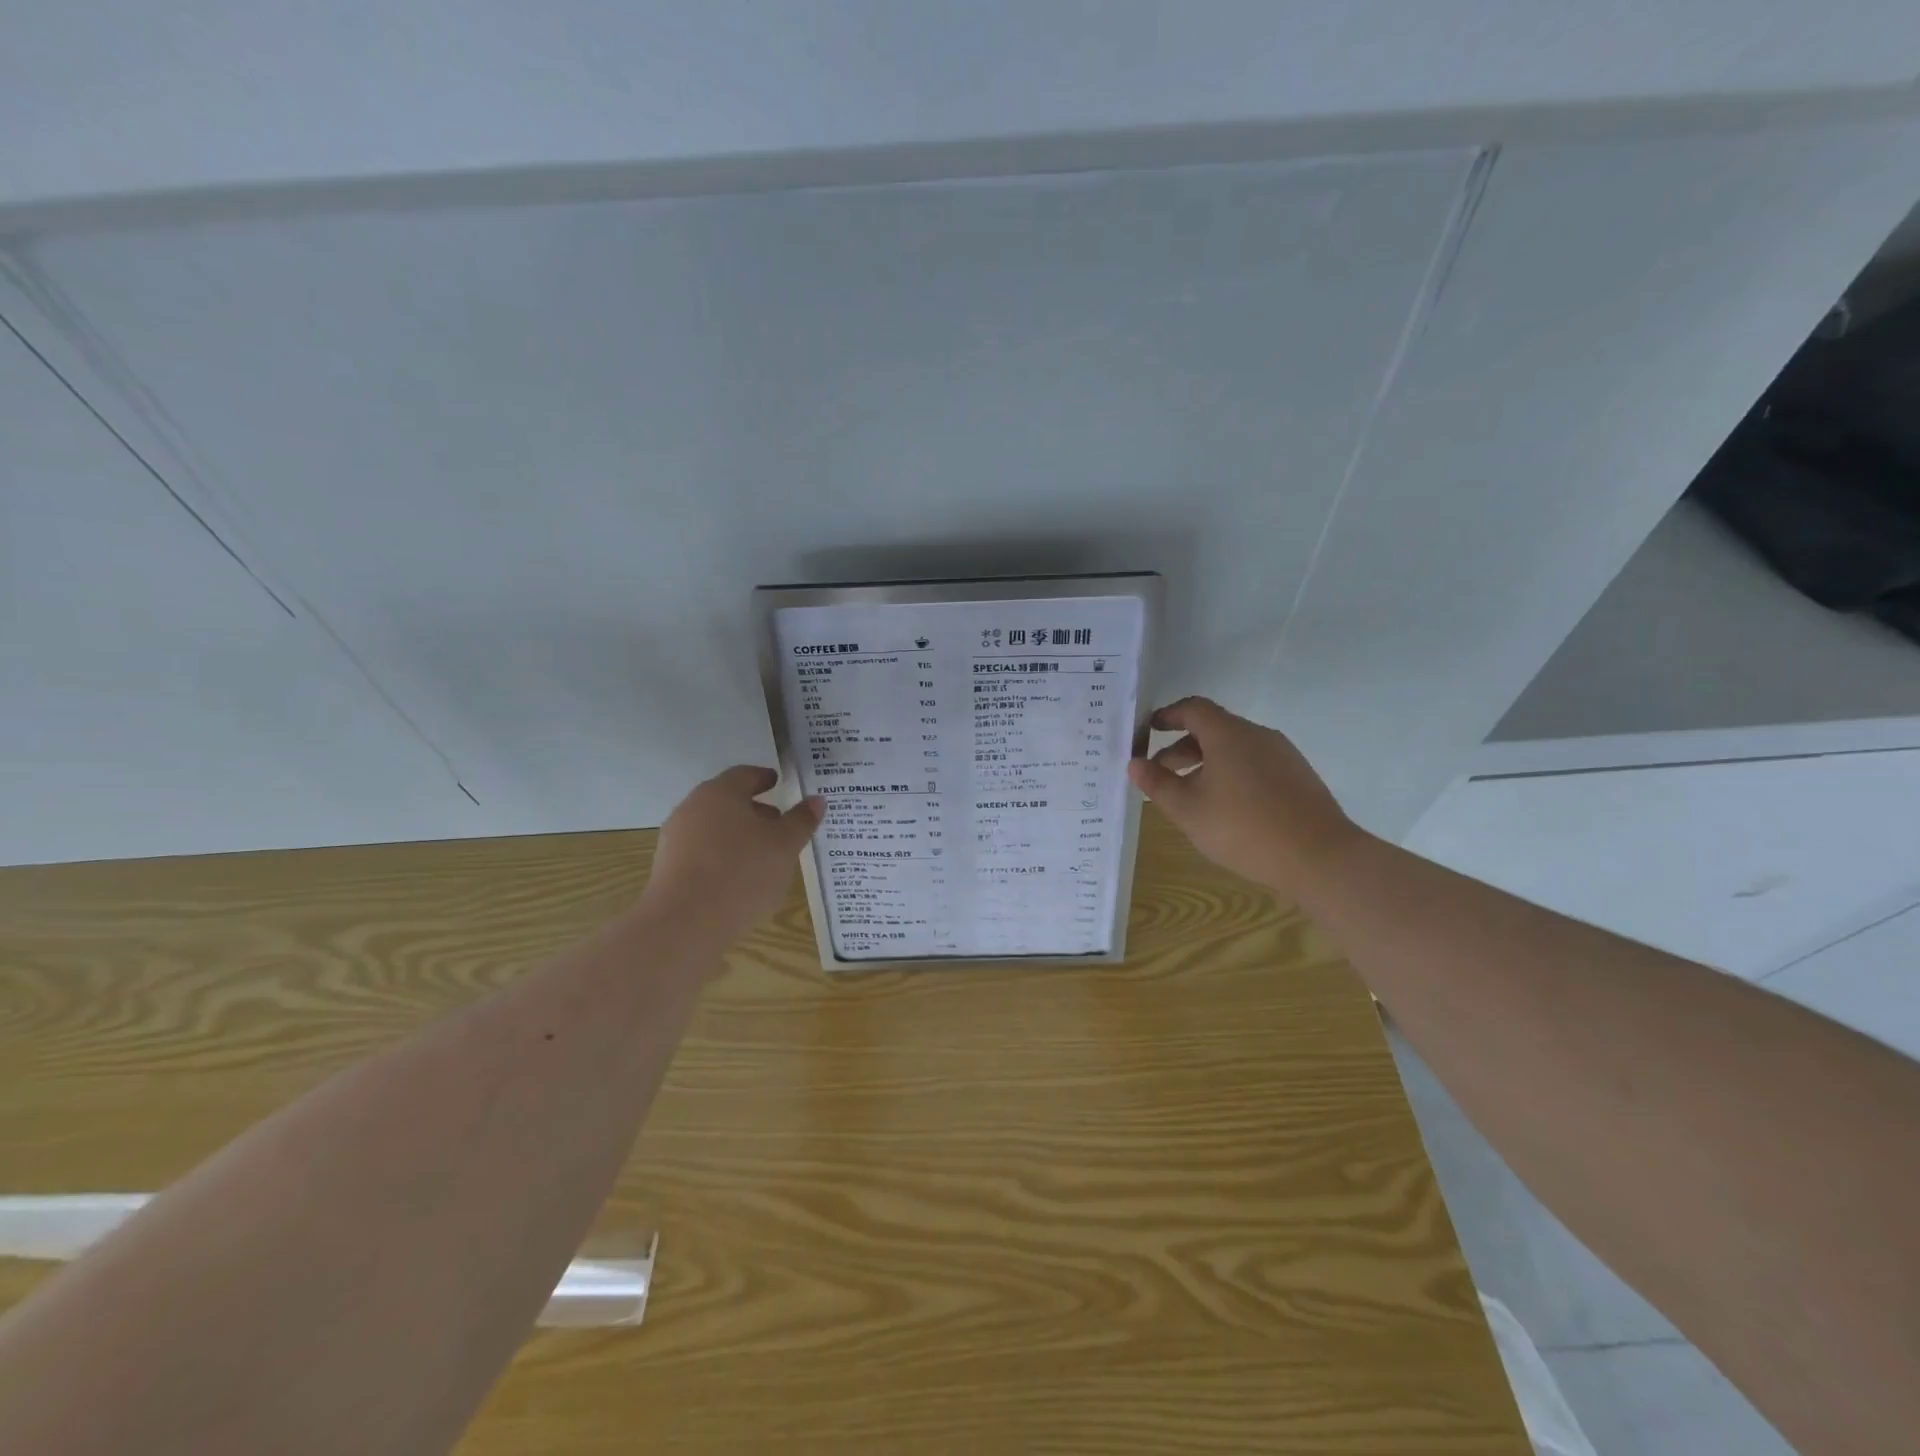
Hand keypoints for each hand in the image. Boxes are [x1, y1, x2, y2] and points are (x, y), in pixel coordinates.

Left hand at [643, 767, 823, 941]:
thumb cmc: (742, 873)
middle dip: (754, 810)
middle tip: (779, 823)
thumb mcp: (785, 846)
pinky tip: (739, 879)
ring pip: (714, 828)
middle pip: (727, 801)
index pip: (745, 775)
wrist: (684, 924)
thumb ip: (801, 820)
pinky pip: (702, 853)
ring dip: (738, 835)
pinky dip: (722, 857)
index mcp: (720, 793)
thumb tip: (816, 800)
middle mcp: (692, 808)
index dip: (764, 778)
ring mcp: (675, 839)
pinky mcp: (667, 869)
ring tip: (764, 856)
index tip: (778, 784)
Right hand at [1127, 697, 1361, 891]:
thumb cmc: (1243, 828)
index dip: (1168, 716)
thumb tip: (1135, 763)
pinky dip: (1231, 774)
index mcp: (1229, 734)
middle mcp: (1258, 736)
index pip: (1193, 709)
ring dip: (1206, 764)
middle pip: (1214, 729)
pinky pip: (1255, 765)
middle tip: (1160, 773)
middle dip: (1182, 748)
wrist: (1318, 857)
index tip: (1149, 730)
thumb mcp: (1188, 810)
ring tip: (1190, 796)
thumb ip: (1157, 784)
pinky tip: (1226, 808)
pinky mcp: (1298, 777)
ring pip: (1235, 749)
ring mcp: (1283, 755)